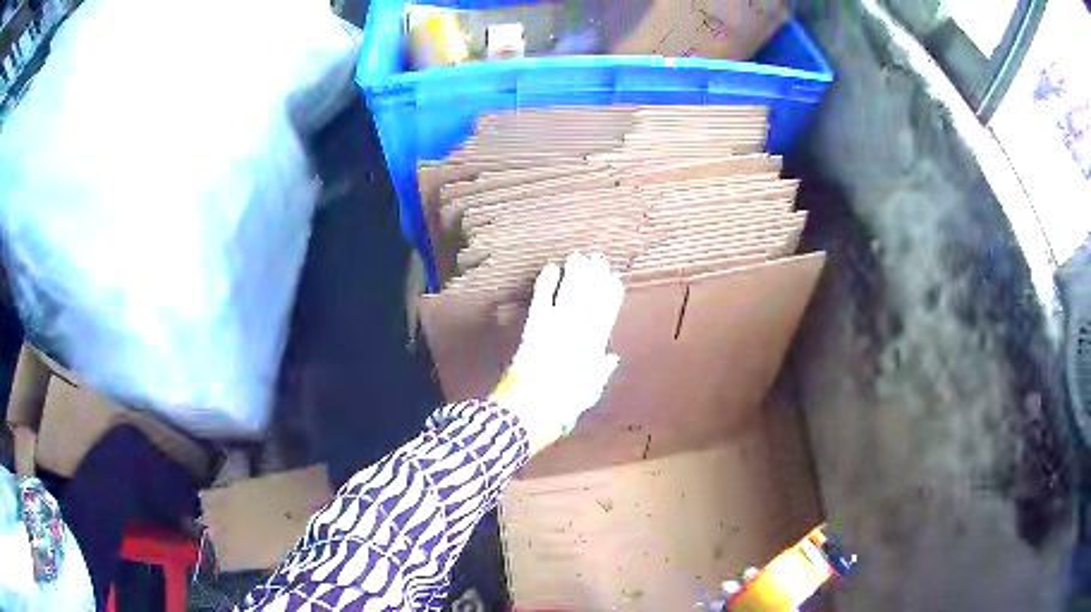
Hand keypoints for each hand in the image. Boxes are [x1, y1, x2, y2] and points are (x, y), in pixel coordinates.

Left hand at [491, 252, 624, 454]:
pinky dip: (546, 286)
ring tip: (580, 258)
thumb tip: (610, 357)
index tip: (615, 280)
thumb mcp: (585, 397)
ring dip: (575, 277)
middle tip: (599, 260)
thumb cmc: (556, 412)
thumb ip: (599, 375)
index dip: (610, 299)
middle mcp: (576, 339)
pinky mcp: (532, 332)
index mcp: (592, 355)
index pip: (605, 320)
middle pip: (588, 304)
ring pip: (568, 299)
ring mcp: (553, 333)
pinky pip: (541, 304)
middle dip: (594, 280)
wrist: (524, 416)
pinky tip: (551, 269)